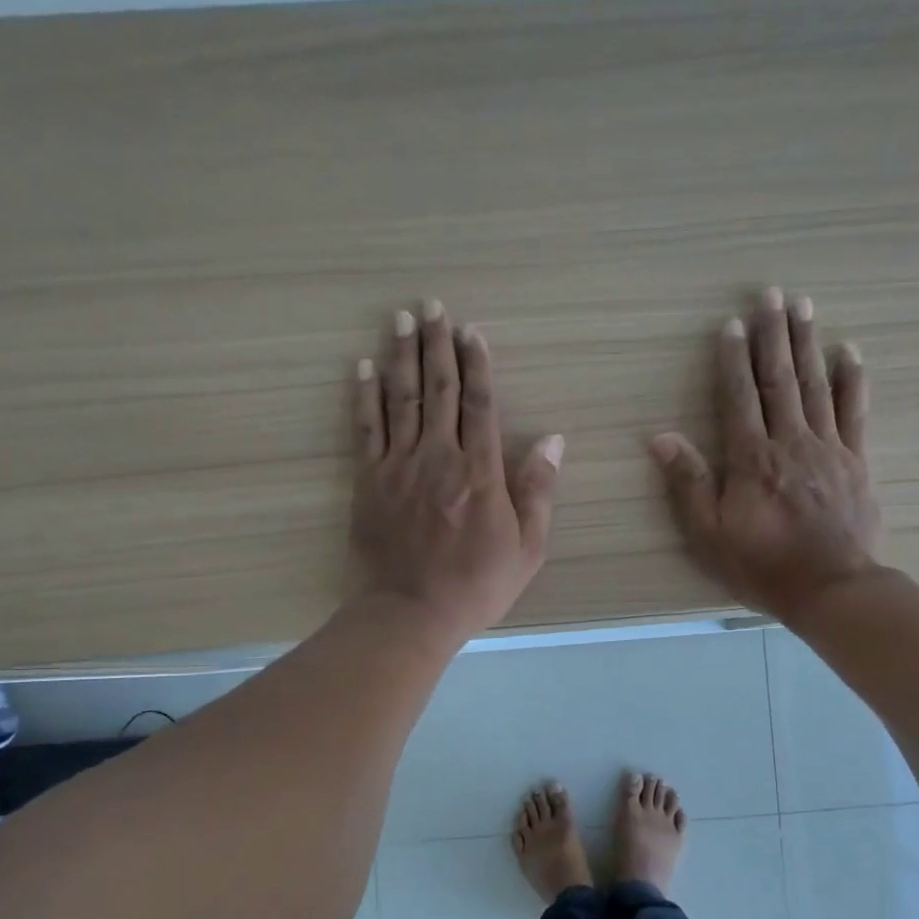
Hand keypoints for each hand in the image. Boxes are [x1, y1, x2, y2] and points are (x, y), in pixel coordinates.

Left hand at [351, 300, 562, 638]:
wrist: (411, 612)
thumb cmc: (477, 585)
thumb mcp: (527, 547)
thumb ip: (538, 491)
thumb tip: (555, 441)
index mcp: (481, 472)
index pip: (479, 405)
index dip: (477, 365)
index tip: (472, 331)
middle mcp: (439, 457)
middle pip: (439, 389)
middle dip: (437, 344)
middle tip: (432, 306)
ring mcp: (399, 466)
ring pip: (401, 399)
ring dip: (401, 356)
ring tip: (401, 319)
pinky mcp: (368, 481)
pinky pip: (366, 428)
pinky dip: (364, 395)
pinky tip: (363, 367)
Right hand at [650, 288, 879, 623]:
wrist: (831, 589)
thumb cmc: (762, 566)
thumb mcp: (709, 534)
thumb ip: (688, 483)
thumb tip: (660, 438)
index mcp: (752, 458)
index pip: (739, 396)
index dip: (733, 358)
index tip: (731, 323)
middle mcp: (790, 442)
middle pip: (780, 379)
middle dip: (773, 335)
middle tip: (771, 294)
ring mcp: (828, 448)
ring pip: (816, 385)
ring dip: (807, 343)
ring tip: (803, 306)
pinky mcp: (856, 462)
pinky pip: (854, 411)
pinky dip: (851, 379)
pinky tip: (848, 351)